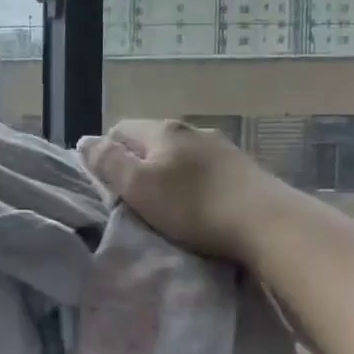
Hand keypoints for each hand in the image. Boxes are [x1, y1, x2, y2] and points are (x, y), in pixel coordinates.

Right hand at [78, 119, 271, 259]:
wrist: (268, 224)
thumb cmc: (193, 206)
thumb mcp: (137, 187)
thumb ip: (108, 162)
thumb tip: (85, 141)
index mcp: (163, 130)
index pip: (120, 129)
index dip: (108, 155)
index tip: (110, 187)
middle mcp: (193, 130)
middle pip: (152, 142)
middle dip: (140, 166)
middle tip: (137, 201)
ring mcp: (223, 147)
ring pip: (181, 157)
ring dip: (171, 176)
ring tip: (170, 207)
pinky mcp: (245, 169)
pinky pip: (207, 171)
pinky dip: (197, 185)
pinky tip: (202, 208)